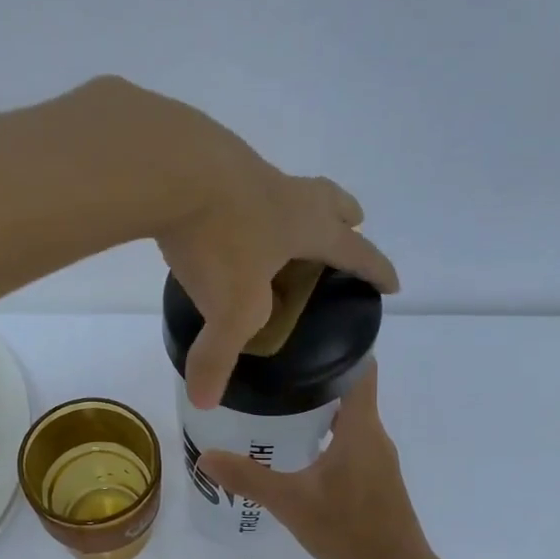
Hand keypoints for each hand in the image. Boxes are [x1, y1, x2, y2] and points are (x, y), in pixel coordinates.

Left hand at [78, 78, 398, 407]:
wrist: (167, 163)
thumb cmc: (217, 238)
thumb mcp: (227, 308)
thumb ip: (217, 357)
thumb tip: (204, 401)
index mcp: (304, 226)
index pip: (354, 251)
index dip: (375, 269)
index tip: (392, 283)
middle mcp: (283, 191)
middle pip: (328, 199)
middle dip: (344, 216)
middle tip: (351, 225)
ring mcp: (244, 168)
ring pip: (281, 184)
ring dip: (289, 203)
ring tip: (274, 224)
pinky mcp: (205, 157)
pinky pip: (234, 179)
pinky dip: (238, 197)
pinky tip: (215, 209)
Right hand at [198, 362, 430, 558]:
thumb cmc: (348, 529)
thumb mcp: (291, 501)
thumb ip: (248, 478)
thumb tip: (205, 455)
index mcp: (361, 428)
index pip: (361, 367)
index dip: (338, 347)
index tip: (303, 339)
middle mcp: (375, 436)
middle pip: (350, 392)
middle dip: (315, 381)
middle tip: (274, 376)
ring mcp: (378, 461)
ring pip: (349, 422)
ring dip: (320, 413)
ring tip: (278, 411)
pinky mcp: (376, 482)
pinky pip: (351, 446)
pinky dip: (328, 440)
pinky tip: (299, 455)